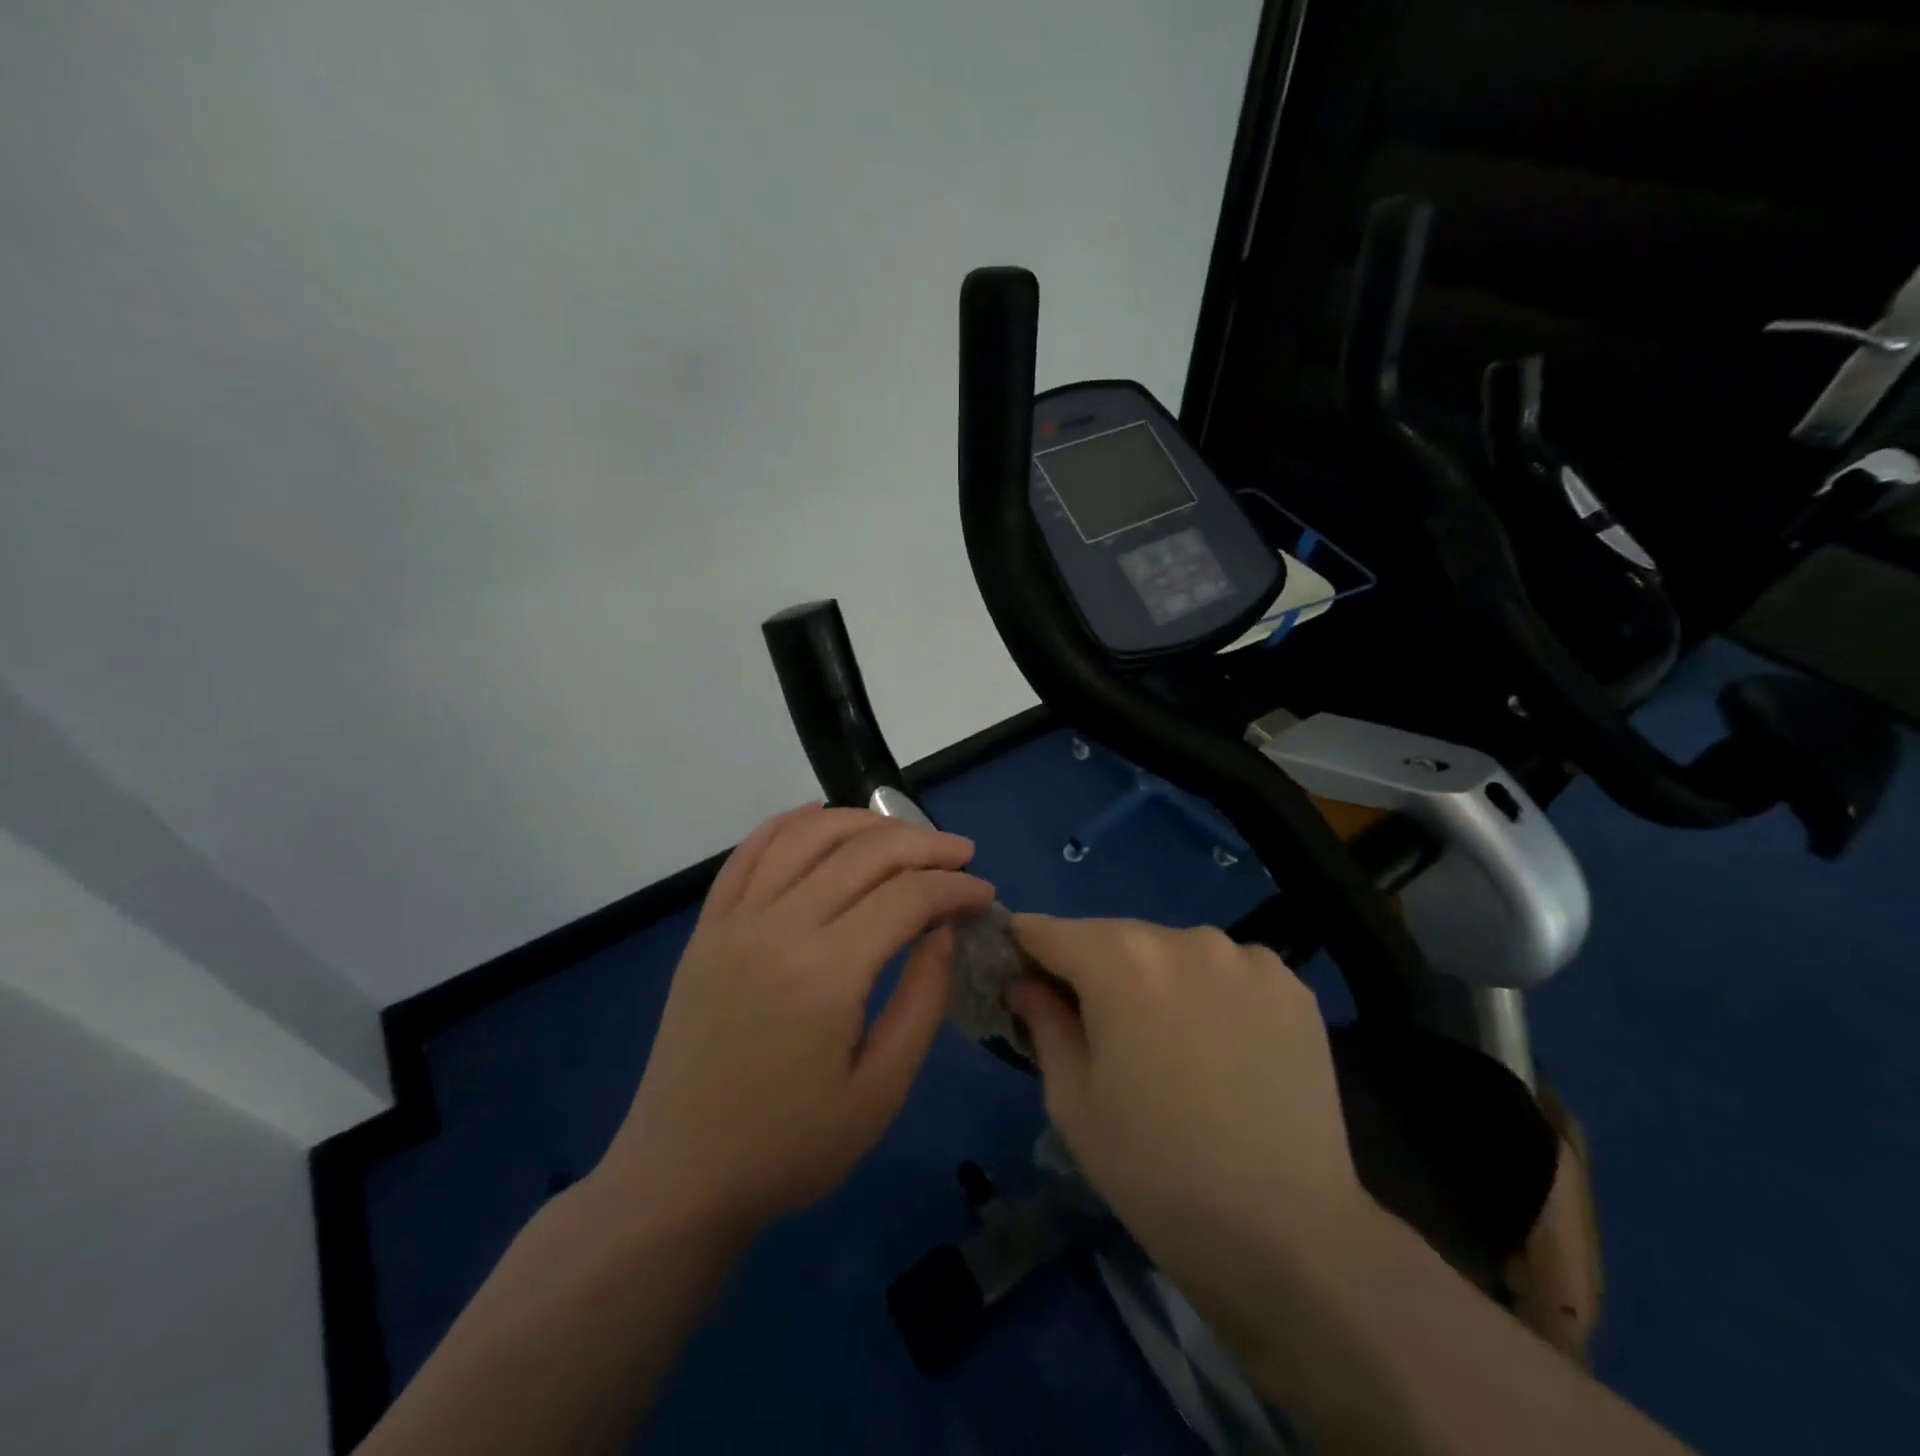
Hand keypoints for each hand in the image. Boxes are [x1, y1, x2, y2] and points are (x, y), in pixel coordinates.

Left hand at [601, 805, 993, 1235]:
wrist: (681, 1176)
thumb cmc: (790, 1146)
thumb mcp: (880, 1092)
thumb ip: (923, 1001)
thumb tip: (944, 930)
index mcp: (826, 972)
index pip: (906, 896)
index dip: (954, 887)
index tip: (984, 895)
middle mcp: (778, 926)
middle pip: (863, 852)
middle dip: (923, 844)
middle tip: (961, 855)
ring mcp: (735, 920)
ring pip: (806, 835)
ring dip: (863, 822)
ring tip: (903, 834)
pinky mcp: (708, 927)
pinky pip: (750, 851)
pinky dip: (790, 823)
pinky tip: (820, 818)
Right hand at [1006, 916, 1366, 1346]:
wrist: (1288, 1235)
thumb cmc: (1155, 1170)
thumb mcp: (1073, 1101)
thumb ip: (1043, 1022)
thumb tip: (1025, 982)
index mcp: (1120, 960)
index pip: (1048, 931)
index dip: (1026, 950)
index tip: (1020, 978)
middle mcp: (1183, 938)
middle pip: (1115, 937)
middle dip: (1094, 969)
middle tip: (1097, 1028)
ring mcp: (1245, 957)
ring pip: (1174, 952)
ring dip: (1156, 979)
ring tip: (1169, 1043)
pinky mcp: (1291, 985)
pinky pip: (1228, 971)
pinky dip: (1211, 993)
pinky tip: (1223, 1047)